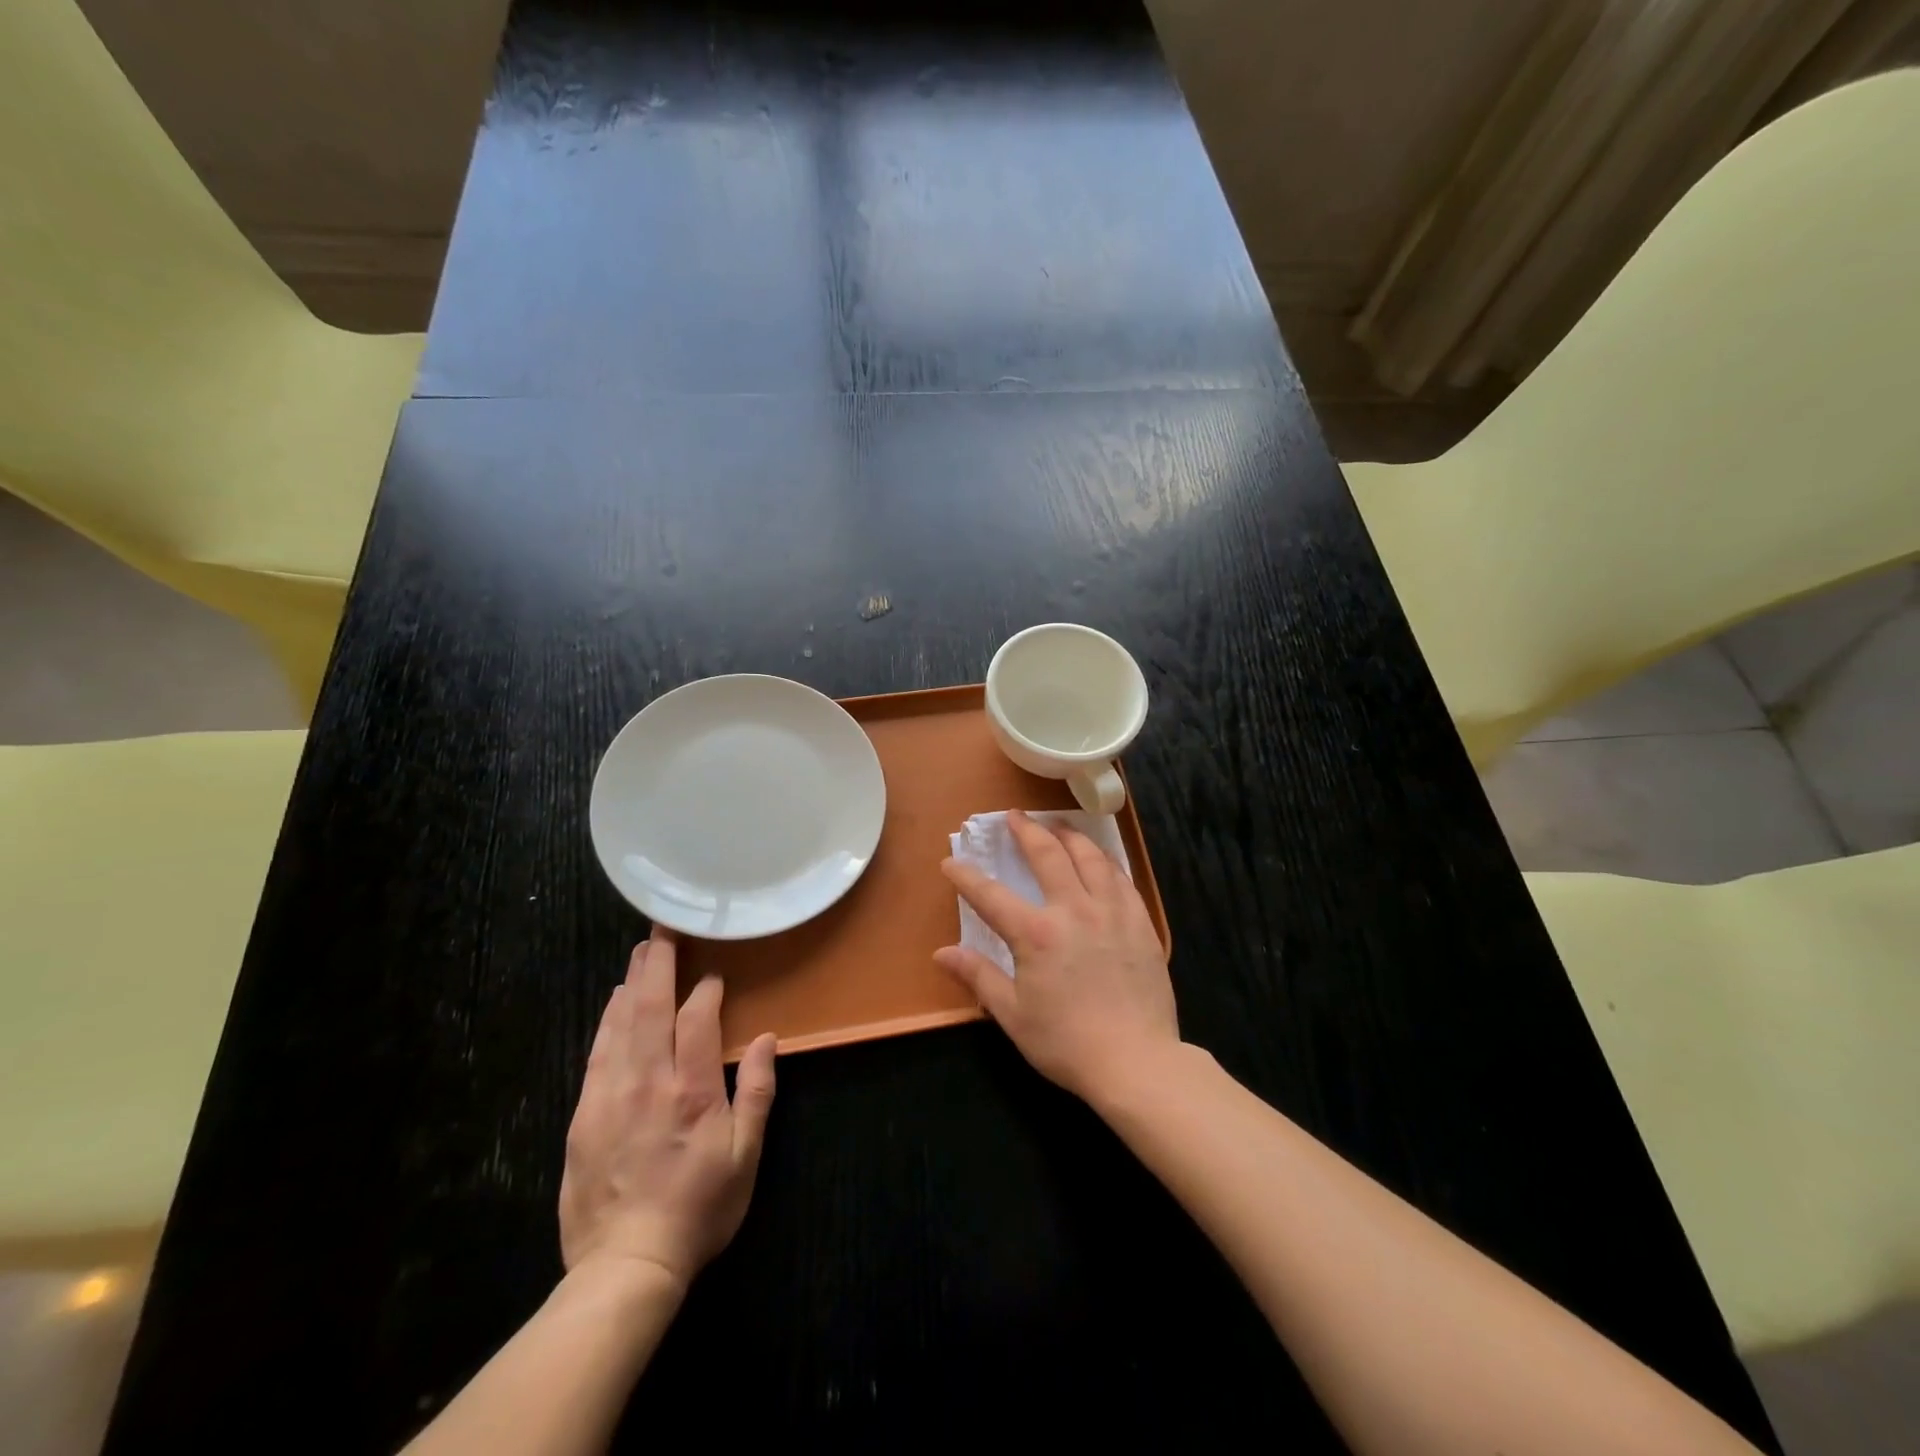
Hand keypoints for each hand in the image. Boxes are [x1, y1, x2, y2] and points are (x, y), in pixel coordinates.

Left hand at [559, 934, 777, 1291]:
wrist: (624, 1267)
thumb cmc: (697, 1209)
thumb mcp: (744, 1157)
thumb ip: (755, 1092)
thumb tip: (764, 1038)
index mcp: (691, 1090)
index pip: (697, 1018)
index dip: (705, 990)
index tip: (713, 974)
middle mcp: (647, 1081)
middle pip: (650, 1007)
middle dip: (657, 964)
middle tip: (662, 931)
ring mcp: (609, 1095)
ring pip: (619, 1024)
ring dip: (632, 984)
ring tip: (641, 954)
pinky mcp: (583, 1114)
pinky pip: (596, 1052)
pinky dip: (607, 1020)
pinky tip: (612, 1004)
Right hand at [935, 810, 1177, 1104]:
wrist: (1136, 1061)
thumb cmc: (1067, 1042)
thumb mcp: (1013, 1015)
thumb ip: (979, 976)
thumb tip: (942, 953)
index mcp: (1036, 934)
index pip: (991, 895)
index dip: (966, 876)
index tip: (951, 862)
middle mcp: (1074, 910)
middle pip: (1048, 855)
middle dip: (1027, 831)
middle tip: (1014, 816)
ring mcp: (1112, 912)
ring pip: (1090, 858)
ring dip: (1070, 836)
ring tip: (1058, 825)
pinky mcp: (1140, 923)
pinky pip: (1121, 879)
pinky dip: (1105, 862)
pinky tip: (1100, 861)